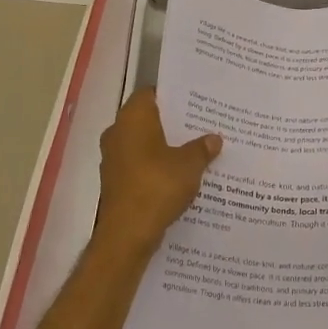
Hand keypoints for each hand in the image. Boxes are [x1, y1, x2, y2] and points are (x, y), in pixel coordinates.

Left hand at [94, 90, 220, 258]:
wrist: (127, 235)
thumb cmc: (157, 187)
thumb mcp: (189, 165)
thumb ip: (202, 148)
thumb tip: (214, 138)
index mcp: (132, 119)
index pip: (150, 93)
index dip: (172, 95)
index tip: (194, 100)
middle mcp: (118, 133)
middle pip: (148, 119)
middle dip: (172, 123)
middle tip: (201, 124)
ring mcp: (114, 159)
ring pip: (144, 144)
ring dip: (165, 147)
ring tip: (196, 149)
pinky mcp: (116, 182)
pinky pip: (140, 165)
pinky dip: (157, 167)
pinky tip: (181, 175)